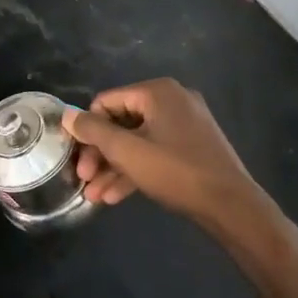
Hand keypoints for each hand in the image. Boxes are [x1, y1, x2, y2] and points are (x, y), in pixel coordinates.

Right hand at [63, 78, 258, 224]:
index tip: (77, 159)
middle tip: (84, 179)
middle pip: (121, 122)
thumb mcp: (127, 151)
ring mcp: (185, 124)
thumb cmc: (175, 171)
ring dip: (113, 167)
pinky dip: (135, 170)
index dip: (87, 131)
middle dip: (100, 154)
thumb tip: (66, 115)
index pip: (106, 102)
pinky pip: (154, 151)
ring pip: (137, 141)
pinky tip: (115, 196)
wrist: (231, 205)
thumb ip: (93, 131)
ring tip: (94, 196)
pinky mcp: (192, 146)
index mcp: (157, 92)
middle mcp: (172, 100)